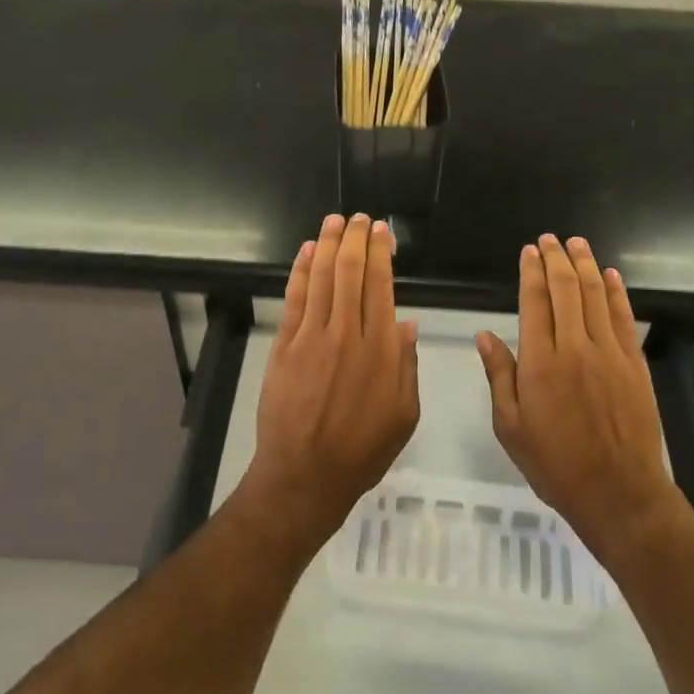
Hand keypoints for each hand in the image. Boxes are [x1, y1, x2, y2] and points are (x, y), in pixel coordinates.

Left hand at [236, 214, 418, 560]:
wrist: (304, 476)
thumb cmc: (362, 450)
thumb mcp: (404, 415)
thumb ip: (407, 366)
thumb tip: (406, 324)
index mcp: (381, 349)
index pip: (381, 285)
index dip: (381, 253)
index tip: (381, 231)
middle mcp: (348, 333)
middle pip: (352, 272)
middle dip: (356, 239)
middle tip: (359, 218)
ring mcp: (313, 337)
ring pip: (323, 277)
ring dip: (329, 244)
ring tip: (334, 220)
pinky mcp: (286, 345)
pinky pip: (295, 298)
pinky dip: (301, 270)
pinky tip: (308, 251)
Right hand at [477, 235, 686, 565]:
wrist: (618, 493)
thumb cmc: (555, 464)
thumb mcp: (511, 426)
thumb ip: (499, 376)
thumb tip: (485, 334)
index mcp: (540, 363)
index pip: (535, 302)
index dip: (532, 272)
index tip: (529, 251)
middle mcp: (575, 348)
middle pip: (566, 290)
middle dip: (557, 259)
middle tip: (550, 238)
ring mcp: (609, 354)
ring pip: (596, 296)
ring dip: (585, 265)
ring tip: (577, 243)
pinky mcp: (634, 364)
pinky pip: (623, 318)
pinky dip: (616, 292)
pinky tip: (609, 275)